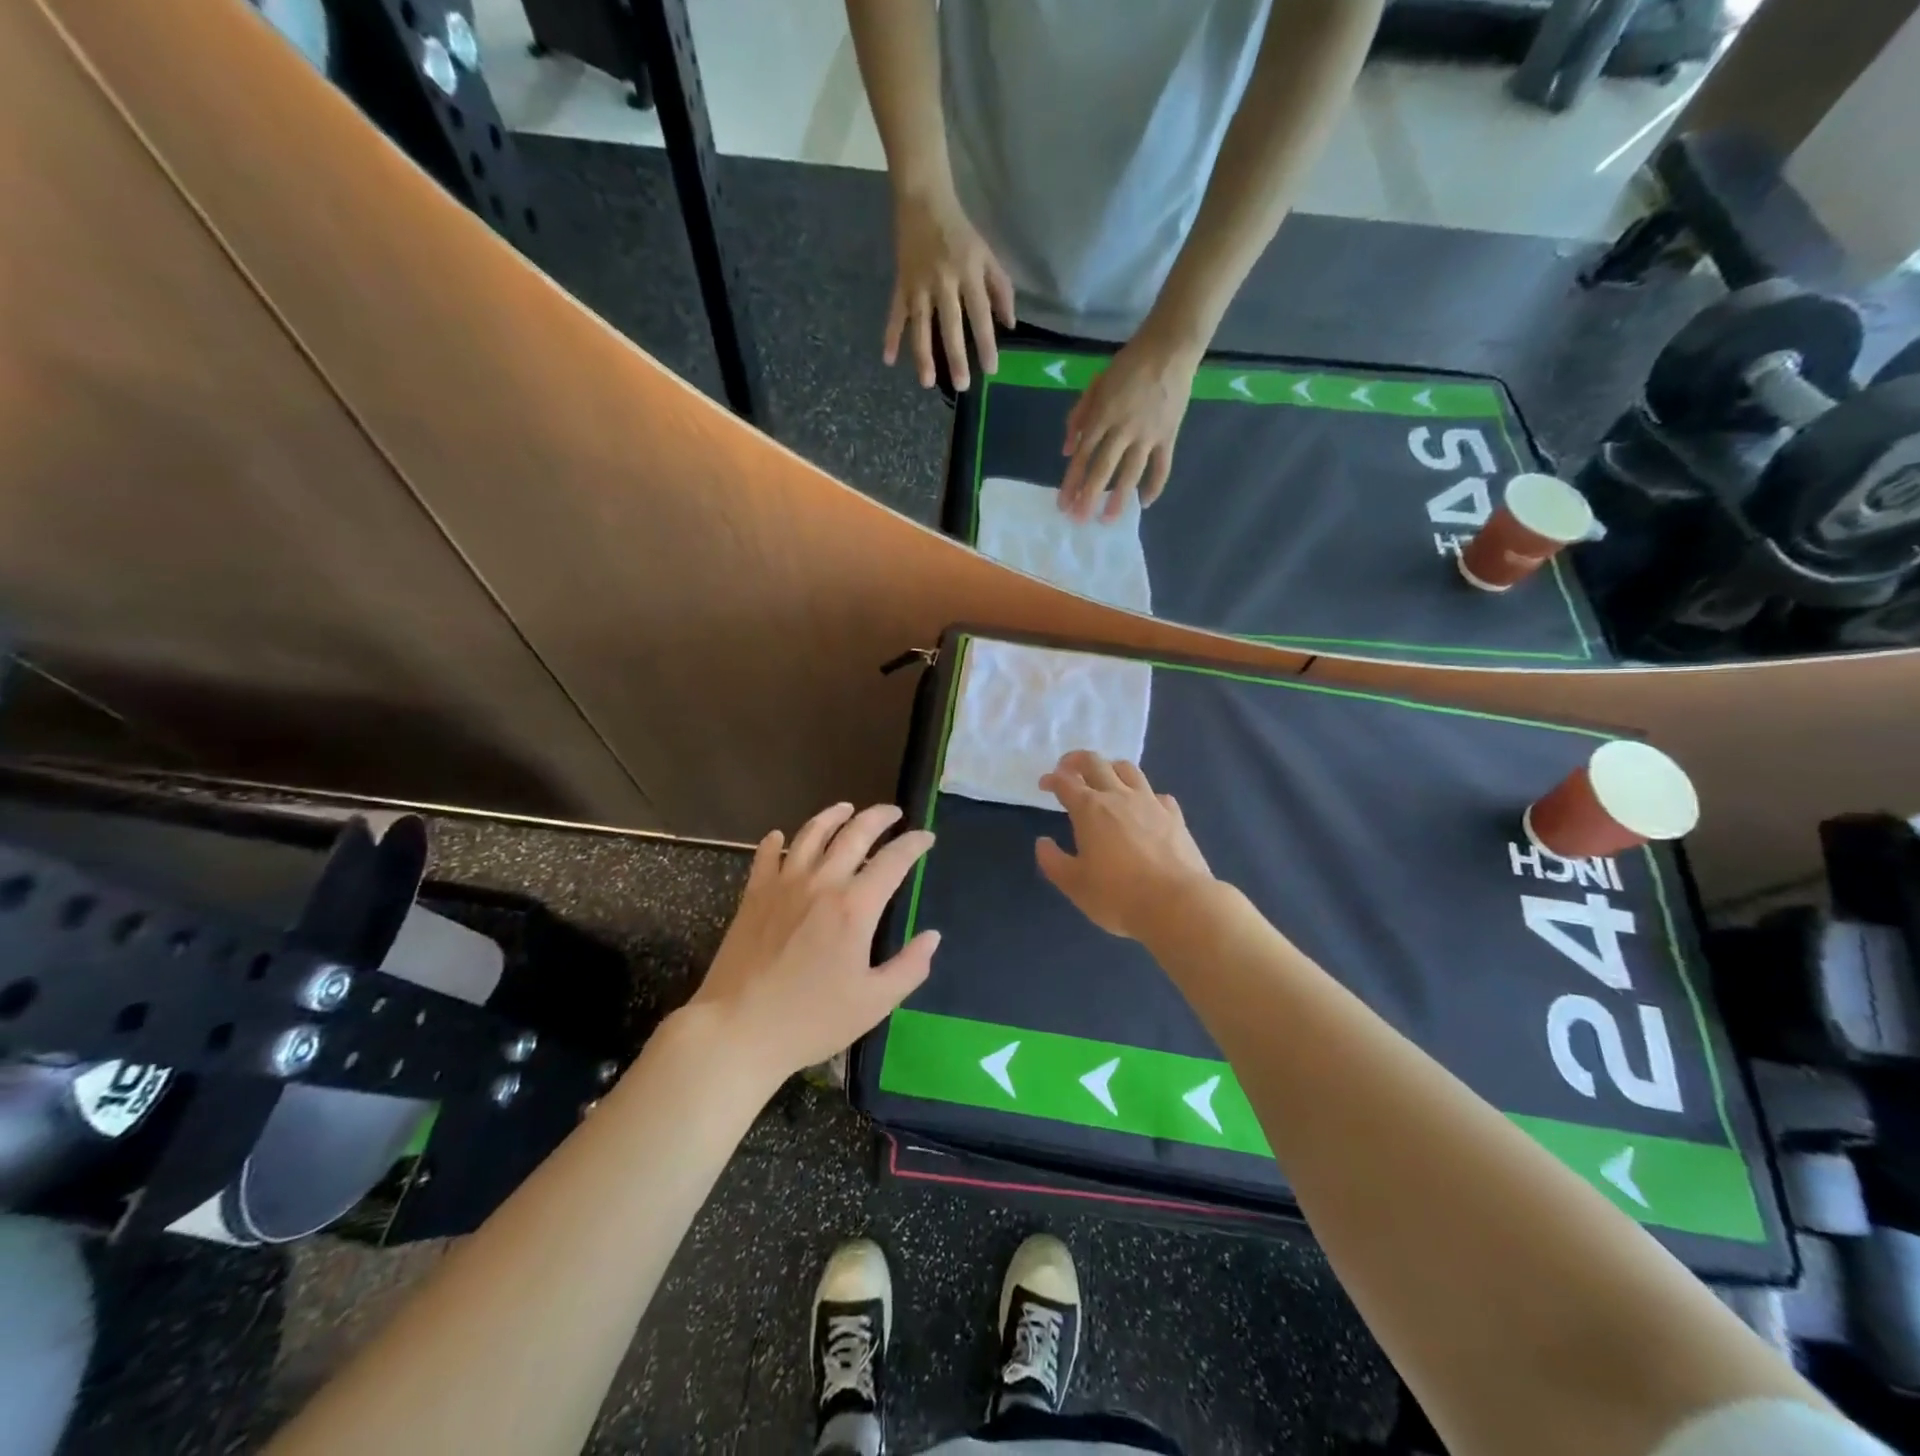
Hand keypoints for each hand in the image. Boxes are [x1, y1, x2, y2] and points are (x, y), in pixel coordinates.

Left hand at [689, 803, 937, 1079]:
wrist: (738, 1030)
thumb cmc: (811, 1020)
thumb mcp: (874, 1003)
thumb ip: (909, 967)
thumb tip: (932, 937)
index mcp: (855, 907)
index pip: (893, 860)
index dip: (913, 844)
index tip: (926, 837)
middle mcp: (821, 883)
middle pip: (854, 834)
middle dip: (879, 817)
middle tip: (893, 813)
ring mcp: (783, 885)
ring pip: (811, 834)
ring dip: (832, 816)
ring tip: (846, 808)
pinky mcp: (754, 896)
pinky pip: (766, 856)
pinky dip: (775, 841)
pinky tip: (780, 836)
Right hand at [886, 190, 1014, 391]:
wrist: (923, 199)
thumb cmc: (960, 232)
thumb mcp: (987, 254)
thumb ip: (1000, 288)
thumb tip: (1009, 324)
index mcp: (968, 272)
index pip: (980, 314)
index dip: (987, 342)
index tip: (991, 369)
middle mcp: (943, 281)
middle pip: (950, 324)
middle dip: (955, 356)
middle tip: (961, 385)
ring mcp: (919, 284)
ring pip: (921, 324)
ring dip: (922, 354)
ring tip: (926, 382)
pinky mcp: (901, 284)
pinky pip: (896, 313)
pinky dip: (891, 335)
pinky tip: (888, 359)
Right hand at [1035, 752, 1213, 940]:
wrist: (1177, 904)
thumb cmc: (1118, 896)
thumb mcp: (1074, 885)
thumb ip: (1053, 861)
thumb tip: (1043, 842)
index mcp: (1089, 809)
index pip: (1065, 782)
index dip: (1051, 779)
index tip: (1044, 785)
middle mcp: (1118, 796)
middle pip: (1095, 763)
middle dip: (1077, 760)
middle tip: (1068, 769)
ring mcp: (1150, 802)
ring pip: (1128, 769)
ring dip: (1110, 768)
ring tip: (1105, 779)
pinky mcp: (1174, 815)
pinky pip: (1156, 794)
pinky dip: (1144, 795)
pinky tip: (1143, 808)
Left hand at [1059, 332, 1201, 521]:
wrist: (1169, 349)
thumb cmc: (1127, 366)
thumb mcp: (1095, 386)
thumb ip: (1078, 418)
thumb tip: (1066, 452)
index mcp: (1102, 416)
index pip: (1082, 455)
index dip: (1071, 481)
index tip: (1063, 504)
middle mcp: (1123, 429)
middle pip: (1102, 469)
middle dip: (1089, 496)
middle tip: (1080, 520)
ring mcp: (1148, 434)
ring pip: (1131, 473)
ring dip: (1119, 499)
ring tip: (1108, 520)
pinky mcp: (1168, 435)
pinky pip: (1162, 466)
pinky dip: (1155, 485)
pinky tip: (1145, 503)